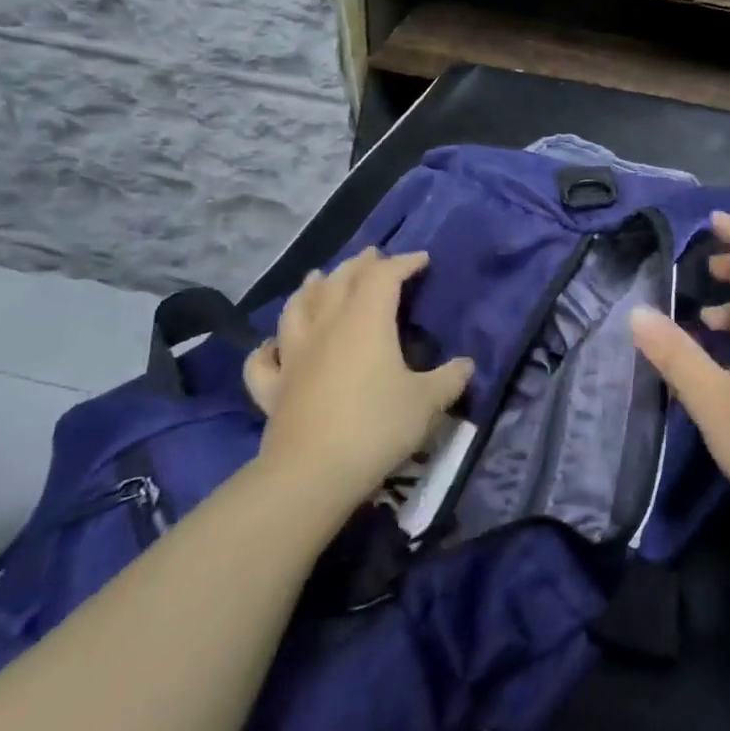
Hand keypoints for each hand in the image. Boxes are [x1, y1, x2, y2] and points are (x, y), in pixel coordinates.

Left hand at [242, 249, 472, 509]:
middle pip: (338, 281)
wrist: (311, 474)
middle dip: (358, 265)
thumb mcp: (428, 402)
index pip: (383, 277)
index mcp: (366, 322)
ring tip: (318, 278)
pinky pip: (263, 360)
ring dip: (310, 288)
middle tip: (374, 257)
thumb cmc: (377, 426)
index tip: (422, 260)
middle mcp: (326, 328)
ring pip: (296, 308)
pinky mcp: (272, 389)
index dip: (403, 263)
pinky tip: (273, 345)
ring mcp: (294, 357)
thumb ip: (450, 378)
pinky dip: (268, 347)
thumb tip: (466, 364)